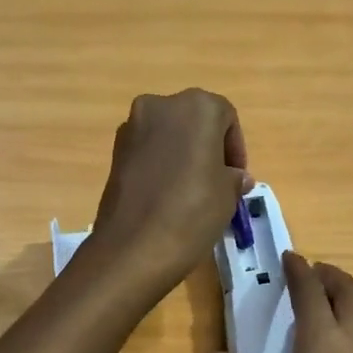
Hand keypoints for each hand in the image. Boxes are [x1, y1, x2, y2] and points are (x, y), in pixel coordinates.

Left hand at [89, 89, 249, 296]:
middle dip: (209, 148)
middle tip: (217, 181)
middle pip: (195, 121)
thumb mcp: (228, 195)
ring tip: (192, 191)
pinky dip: (161, 165)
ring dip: (183, 155)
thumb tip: (236, 177)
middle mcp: (161, 105)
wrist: (134, 247)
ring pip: (169, 135)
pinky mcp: (115, 152)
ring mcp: (133, 127)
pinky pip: (148, 151)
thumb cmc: (193, 212)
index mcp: (197, 106)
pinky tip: (167, 196)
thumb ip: (233, 178)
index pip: (226, 117)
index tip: (238, 178)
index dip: (236, 149)